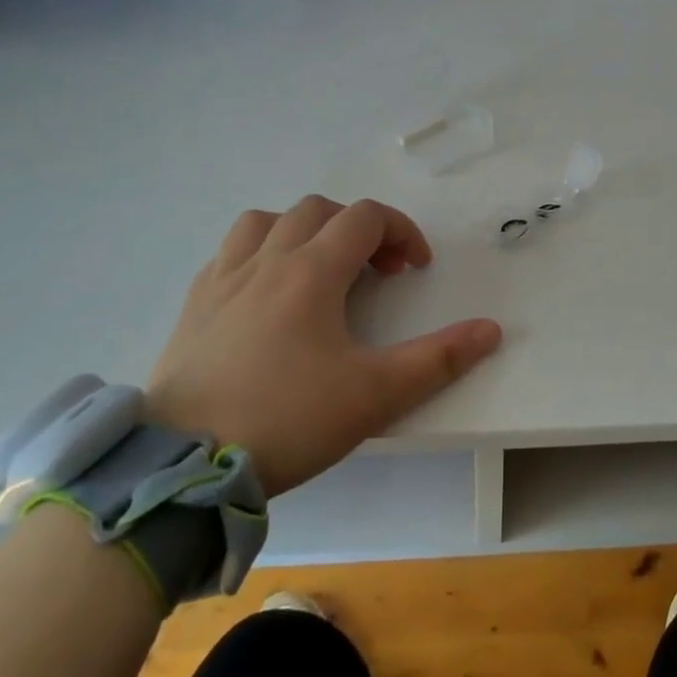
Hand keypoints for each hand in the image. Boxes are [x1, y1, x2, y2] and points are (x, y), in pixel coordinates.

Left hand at [145, 196, 501, 497]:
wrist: (184, 466)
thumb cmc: (287, 420)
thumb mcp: (375, 395)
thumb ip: (438, 359)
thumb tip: (491, 330)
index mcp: (312, 272)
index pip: (366, 218)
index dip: (401, 231)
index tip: (416, 268)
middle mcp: (266, 261)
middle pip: (319, 210)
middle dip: (358, 229)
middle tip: (375, 272)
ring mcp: (223, 279)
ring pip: (266, 220)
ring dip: (302, 230)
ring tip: (318, 268)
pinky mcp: (193, 305)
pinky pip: (229, 252)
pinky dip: (259, 253)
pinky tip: (265, 292)